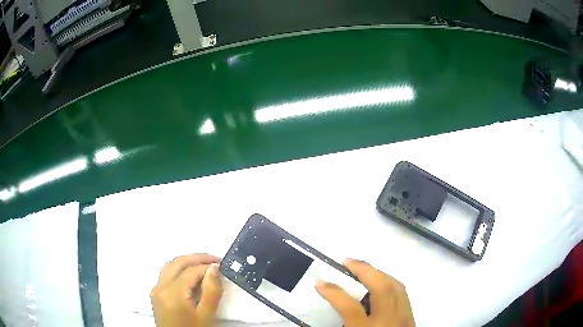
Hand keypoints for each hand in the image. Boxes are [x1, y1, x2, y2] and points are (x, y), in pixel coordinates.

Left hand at [151, 254, 222, 326]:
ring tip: (204, 265)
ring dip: (187, 261)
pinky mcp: (156, 293)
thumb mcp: (206, 316)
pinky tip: (191, 275)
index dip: (207, 265)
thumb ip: (211, 292)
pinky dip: (179, 269)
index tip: (222, 264)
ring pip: (170, 265)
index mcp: (172, 293)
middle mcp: (160, 287)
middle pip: (178, 262)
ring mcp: (156, 289)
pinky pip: (166, 273)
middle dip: (197, 258)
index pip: (190, 271)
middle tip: (215, 260)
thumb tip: (214, 268)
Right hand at [315, 258, 414, 326]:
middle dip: (364, 270)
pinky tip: (382, 283)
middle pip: (381, 288)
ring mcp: (403, 317)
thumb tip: (303, 326)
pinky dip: (391, 283)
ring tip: (363, 268)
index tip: (319, 282)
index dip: (333, 292)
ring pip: (396, 286)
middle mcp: (388, 321)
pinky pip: (402, 293)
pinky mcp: (410, 317)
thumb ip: (336, 326)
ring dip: (379, 273)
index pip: (350, 307)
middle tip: (347, 261)